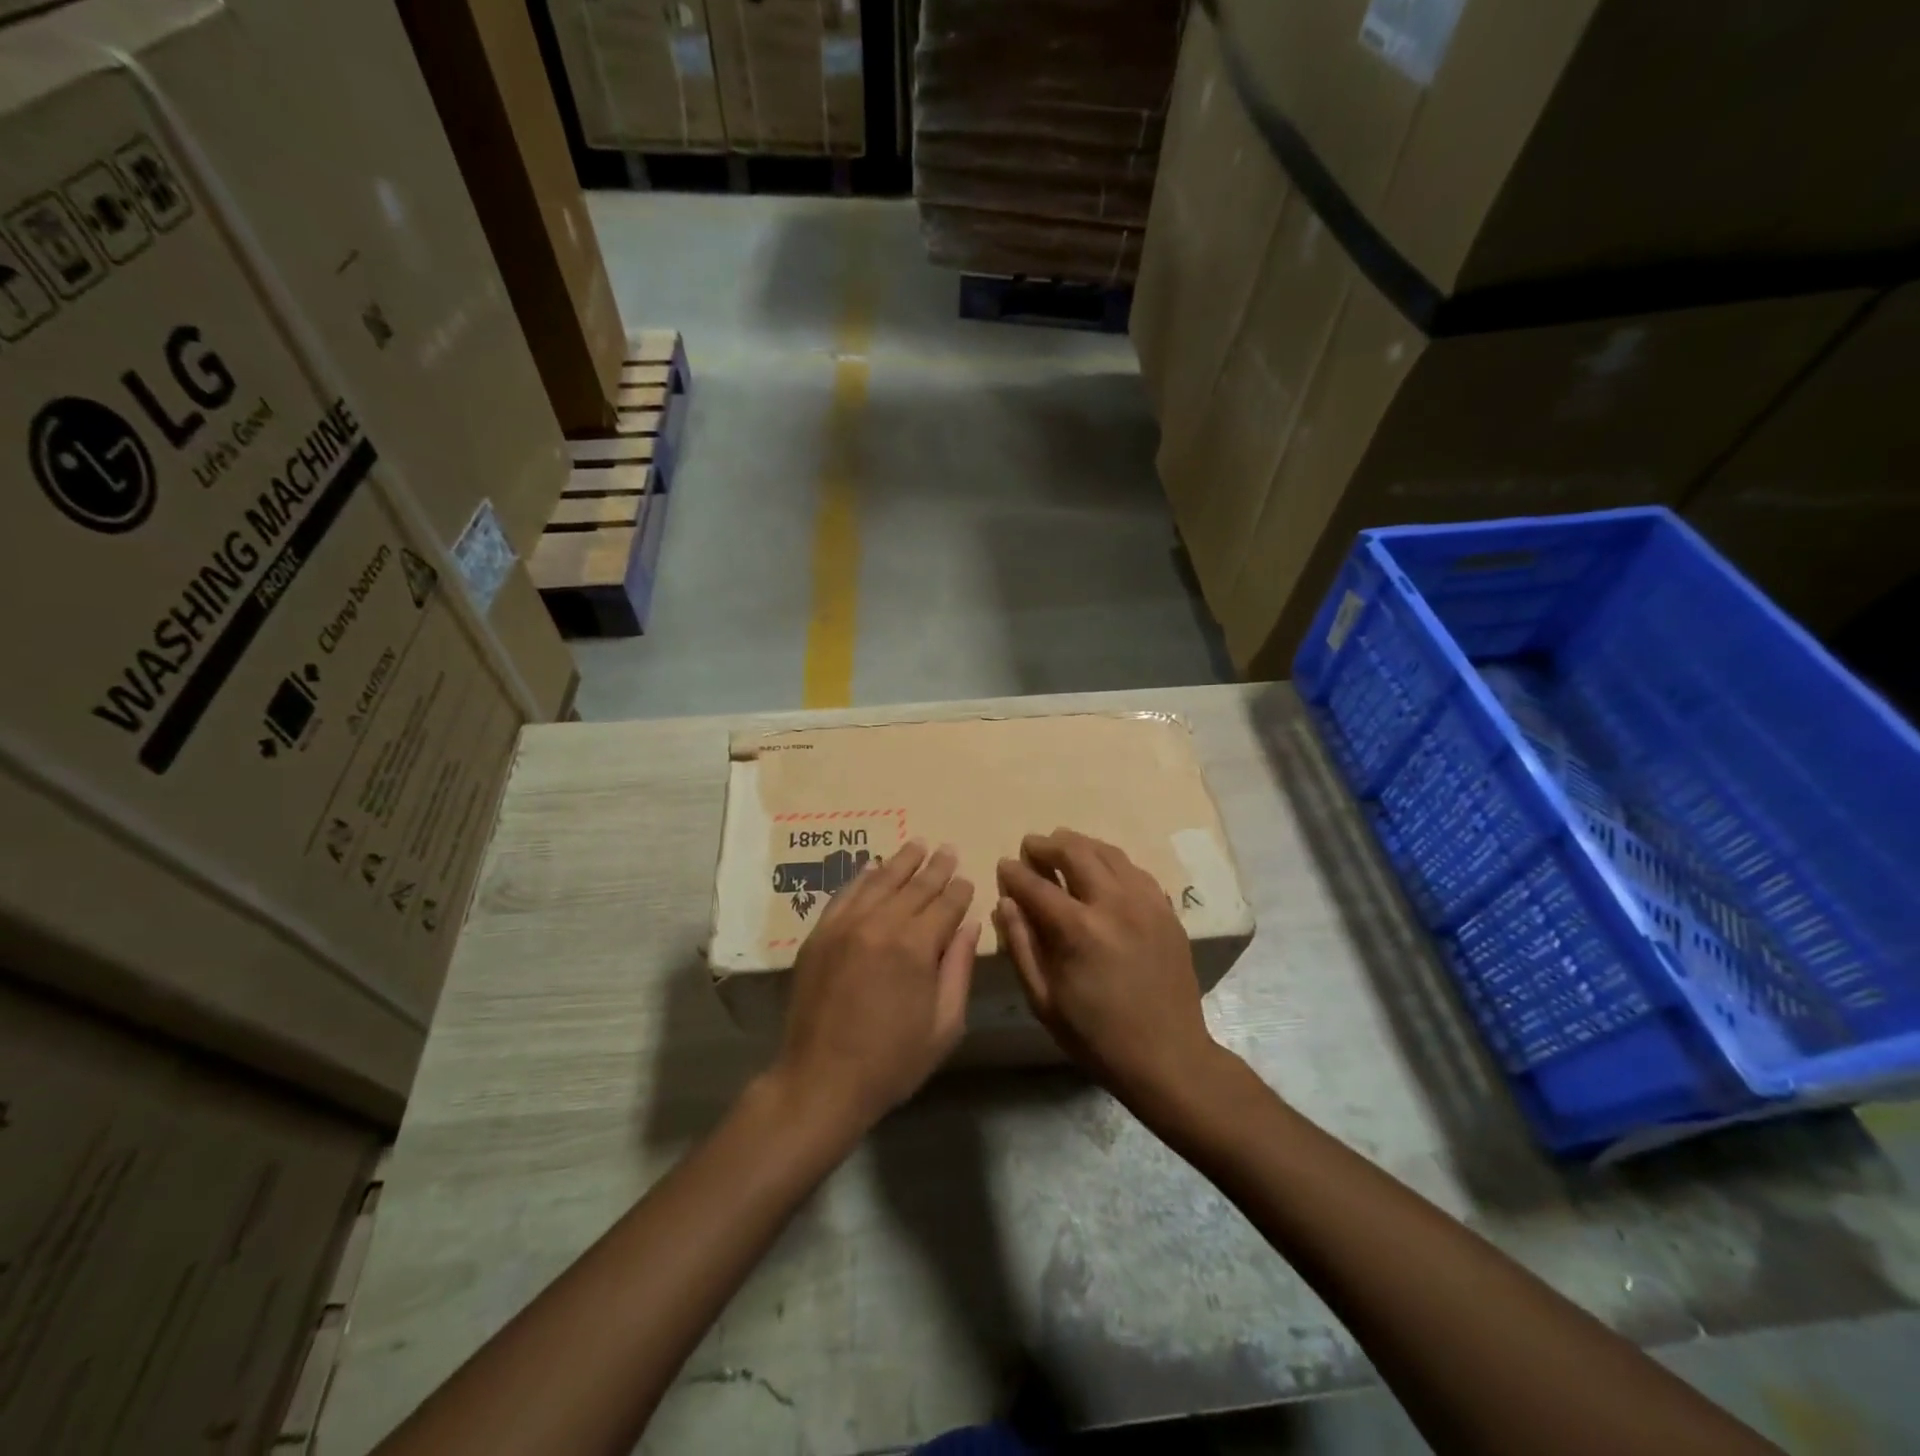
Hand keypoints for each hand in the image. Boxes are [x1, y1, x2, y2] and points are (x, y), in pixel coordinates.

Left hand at [772, 841, 979, 1131]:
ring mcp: (846, 925)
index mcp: (917, 946)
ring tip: (917, 845)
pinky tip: (872, 868)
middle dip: (936, 867)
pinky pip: (845, 894)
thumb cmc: (892, 1061)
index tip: (967, 879)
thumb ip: (959, 968)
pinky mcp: (820, 933)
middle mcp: (881, 923)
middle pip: (915, 885)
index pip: (946, 903)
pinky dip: (862, 877)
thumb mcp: (944, 1025)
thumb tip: (970, 924)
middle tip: (947, 850)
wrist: (821, 1080)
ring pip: (880, 881)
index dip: (960, 889)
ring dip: (901, 861)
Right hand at [995, 829, 1219, 1108]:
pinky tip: (1102, 871)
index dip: (1015, 872)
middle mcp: (1114, 904)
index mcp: (1078, 930)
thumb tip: (1006, 903)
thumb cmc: (1096, 1036)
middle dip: (1047, 845)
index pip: (1036, 885)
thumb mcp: (1044, 1001)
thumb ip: (1021, 946)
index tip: (1004, 865)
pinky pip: (1135, 870)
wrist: (1168, 1057)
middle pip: (1075, 852)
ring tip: (1063, 847)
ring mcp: (1146, 903)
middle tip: (1031, 846)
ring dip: (1080, 845)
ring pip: (1109, 853)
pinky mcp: (1167, 910)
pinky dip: (1112, 862)